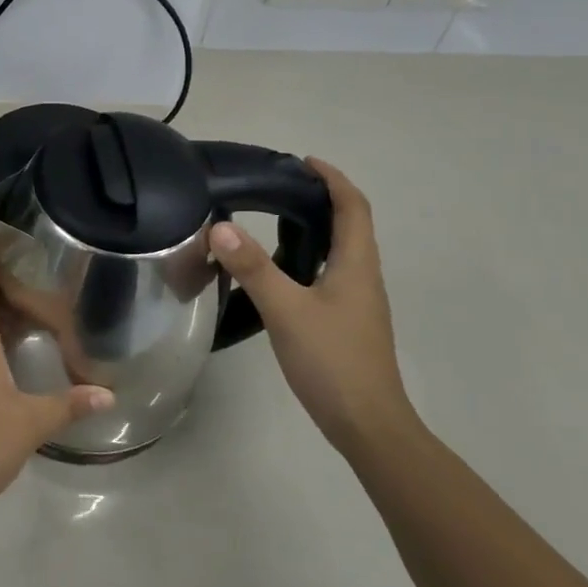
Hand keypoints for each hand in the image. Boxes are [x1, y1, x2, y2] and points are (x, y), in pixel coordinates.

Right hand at [208, 158, 414, 452]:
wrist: (367, 424)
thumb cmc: (332, 361)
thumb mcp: (286, 310)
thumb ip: (253, 268)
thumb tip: (220, 227)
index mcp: (357, 265)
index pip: (353, 207)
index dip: (333, 179)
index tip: (303, 161)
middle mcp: (363, 277)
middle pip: (350, 225)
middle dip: (321, 199)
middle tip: (278, 188)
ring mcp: (357, 302)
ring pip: (340, 251)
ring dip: (315, 228)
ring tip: (273, 221)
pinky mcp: (346, 322)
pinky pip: (330, 274)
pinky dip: (308, 257)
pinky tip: (280, 273)